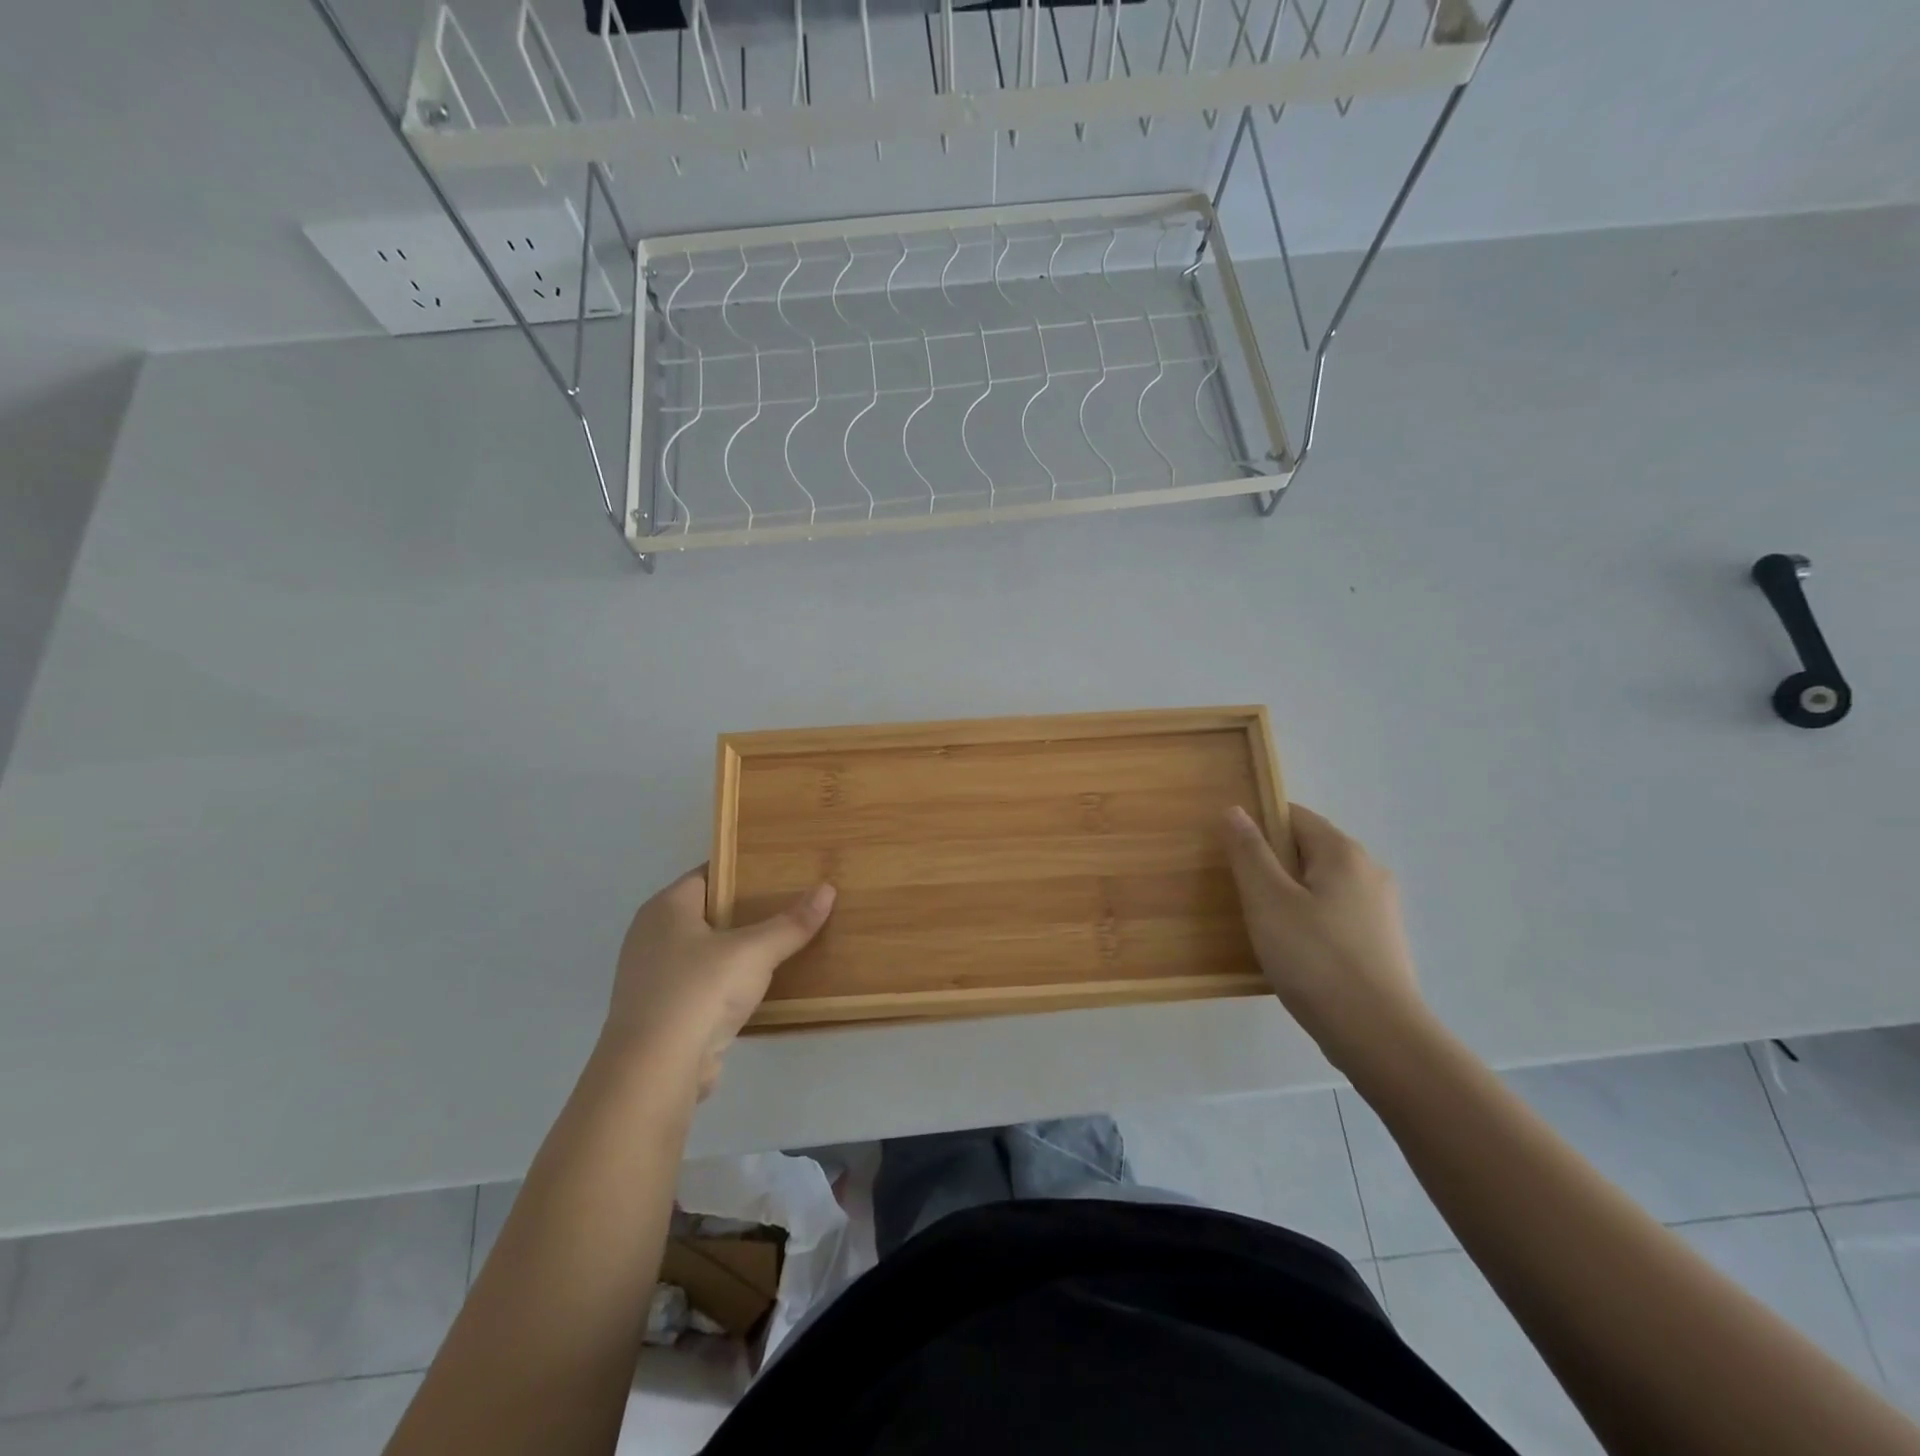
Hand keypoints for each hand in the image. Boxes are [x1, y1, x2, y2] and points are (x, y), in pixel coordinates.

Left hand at [605, 870, 834, 1098]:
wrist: (654, 1072)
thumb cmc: (699, 991)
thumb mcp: (754, 952)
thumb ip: (791, 923)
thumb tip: (827, 890)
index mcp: (665, 907)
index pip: (709, 874)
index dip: (744, 870)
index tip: (781, 870)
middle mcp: (652, 935)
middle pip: (708, 912)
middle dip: (747, 911)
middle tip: (791, 904)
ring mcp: (653, 977)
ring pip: (705, 951)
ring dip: (738, 951)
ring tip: (783, 942)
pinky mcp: (662, 1013)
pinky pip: (702, 984)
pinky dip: (727, 983)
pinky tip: (760, 986)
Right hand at [1221, 804, 1427, 1065]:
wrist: (1378, 1035)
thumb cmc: (1315, 959)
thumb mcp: (1268, 900)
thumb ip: (1249, 852)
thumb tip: (1236, 810)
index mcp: (1343, 852)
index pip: (1294, 816)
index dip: (1258, 827)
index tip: (1232, 857)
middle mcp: (1369, 871)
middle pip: (1308, 849)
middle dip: (1272, 865)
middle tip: (1241, 895)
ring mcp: (1380, 909)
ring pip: (1321, 885)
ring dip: (1289, 896)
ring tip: (1262, 926)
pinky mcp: (1381, 942)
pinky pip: (1335, 914)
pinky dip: (1310, 921)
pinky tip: (1293, 952)